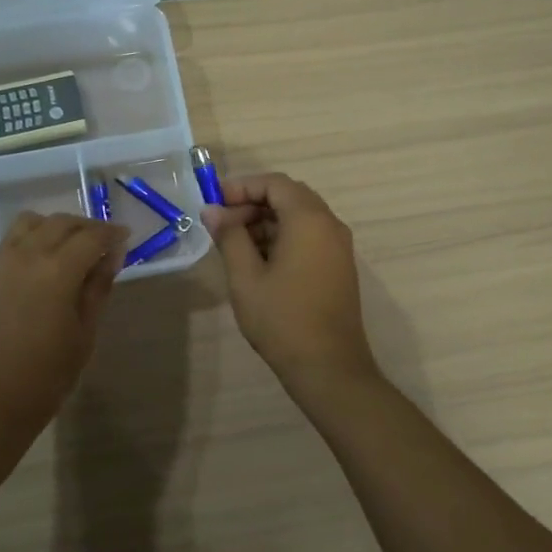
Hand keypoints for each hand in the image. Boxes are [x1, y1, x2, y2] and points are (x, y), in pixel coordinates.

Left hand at [0, 213, 126, 457]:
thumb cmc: (45, 377)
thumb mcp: (84, 334)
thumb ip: (98, 288)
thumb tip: (111, 256)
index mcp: (57, 271)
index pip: (92, 236)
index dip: (112, 234)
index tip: (125, 238)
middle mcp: (26, 255)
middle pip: (61, 222)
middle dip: (86, 227)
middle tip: (103, 242)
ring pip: (30, 224)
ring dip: (55, 227)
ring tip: (69, 248)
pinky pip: (9, 244)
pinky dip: (31, 242)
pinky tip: (40, 268)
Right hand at [201, 172, 380, 391]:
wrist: (328, 367)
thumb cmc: (282, 319)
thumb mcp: (245, 277)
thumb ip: (229, 236)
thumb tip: (212, 210)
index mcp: (309, 220)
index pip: (275, 183)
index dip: (242, 187)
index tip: (215, 204)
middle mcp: (329, 225)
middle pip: (289, 197)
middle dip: (253, 204)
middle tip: (222, 225)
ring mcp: (338, 247)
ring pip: (299, 217)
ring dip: (266, 222)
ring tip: (234, 246)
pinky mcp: (338, 266)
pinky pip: (309, 236)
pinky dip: (283, 237)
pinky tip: (258, 261)